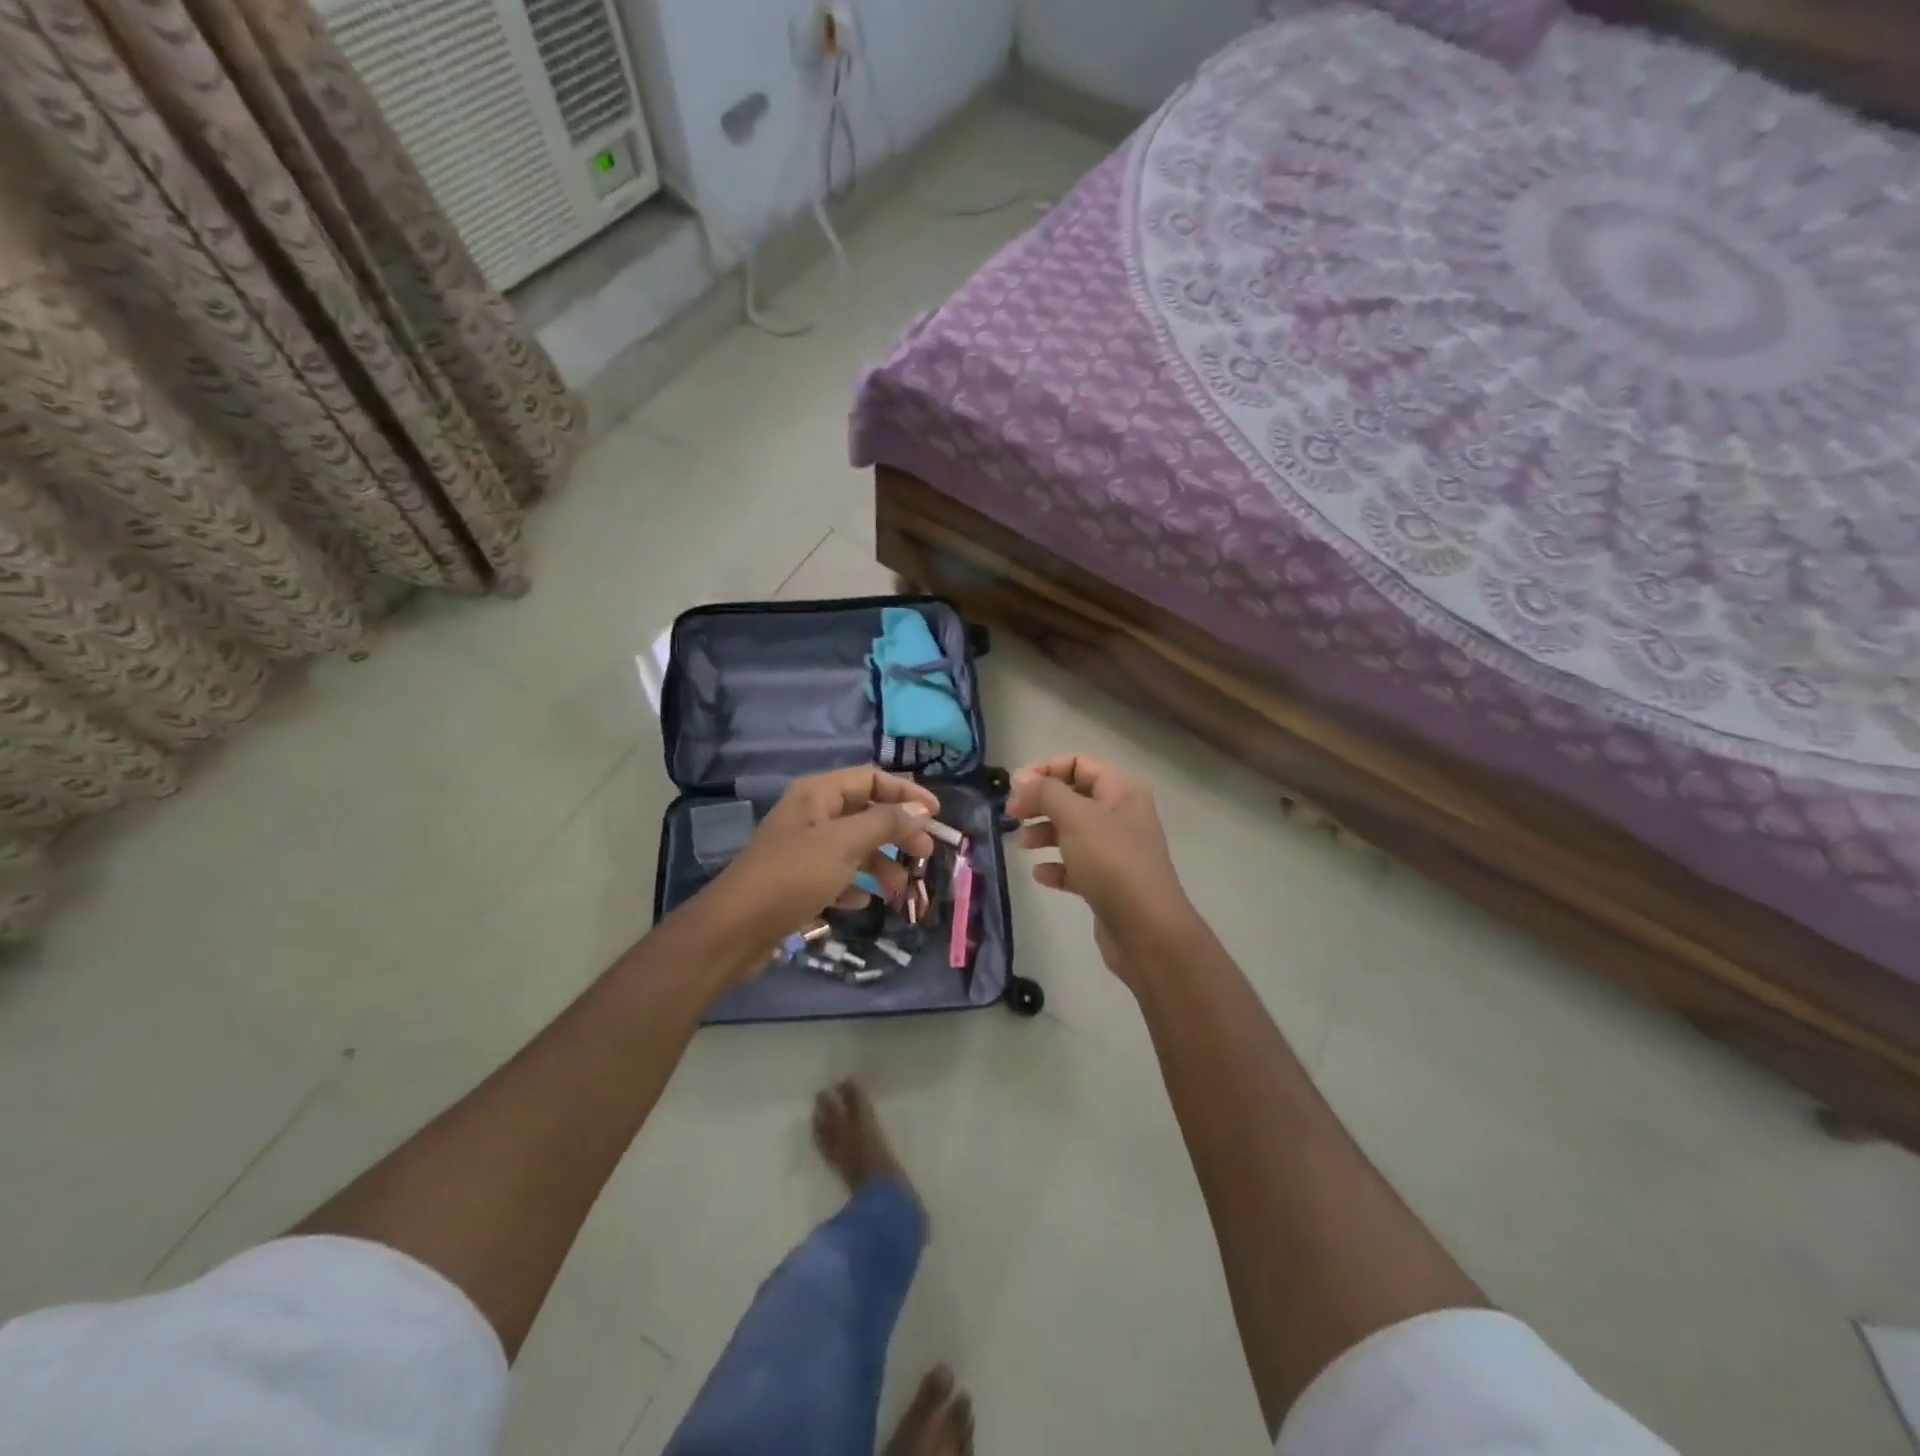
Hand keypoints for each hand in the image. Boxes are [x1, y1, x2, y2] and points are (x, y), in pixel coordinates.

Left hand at [700, 767, 937, 964]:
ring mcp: (802, 848)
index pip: (870, 778)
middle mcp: (810, 815)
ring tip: (898, 890)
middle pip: (865, 813)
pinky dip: (854, 885)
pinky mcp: (796, 881)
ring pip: (853, 847)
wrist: (734, 930)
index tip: (935, 816)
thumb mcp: (844, 845)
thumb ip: (885, 823)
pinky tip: (863, 902)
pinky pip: (836, 875)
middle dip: (896, 832)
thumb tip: (920, 809)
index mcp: (817, 795)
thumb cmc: (792, 876)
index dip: (905, 792)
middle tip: (924, 855)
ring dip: (880, 864)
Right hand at [1006, 754, 1194, 983]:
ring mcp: (1116, 851)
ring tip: (1021, 845)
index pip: (1079, 764)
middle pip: (1073, 797)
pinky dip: (1056, 866)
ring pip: (1072, 831)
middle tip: (1011, 815)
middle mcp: (1122, 816)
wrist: (1146, 930)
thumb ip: (1046, 792)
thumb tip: (1022, 779)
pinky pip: (1076, 866)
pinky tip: (1041, 875)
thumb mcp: (1076, 817)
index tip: (1015, 787)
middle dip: (1041, 803)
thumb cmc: (1112, 862)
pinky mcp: (1108, 883)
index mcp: (1122, 792)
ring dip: (1044, 833)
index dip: (1045, 770)